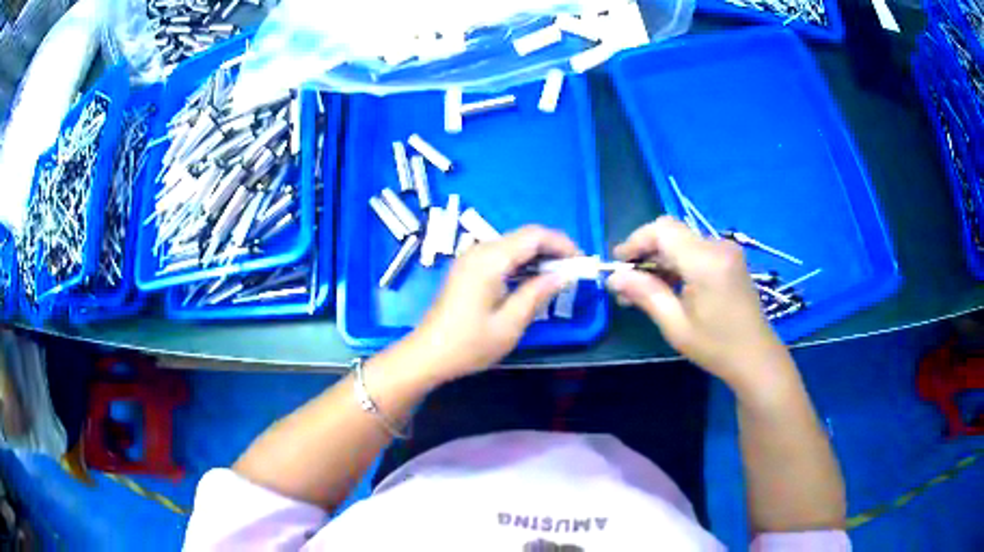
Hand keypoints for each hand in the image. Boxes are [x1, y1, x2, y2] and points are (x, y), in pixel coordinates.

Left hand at [407, 225, 577, 381]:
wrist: (427, 354)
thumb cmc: (469, 344)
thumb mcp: (510, 324)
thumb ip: (538, 294)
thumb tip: (564, 275)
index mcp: (490, 260)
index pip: (534, 236)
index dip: (562, 244)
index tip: (581, 262)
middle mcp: (479, 250)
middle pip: (524, 236)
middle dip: (552, 249)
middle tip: (573, 272)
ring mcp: (471, 258)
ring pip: (513, 245)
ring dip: (538, 256)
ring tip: (558, 278)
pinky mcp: (468, 268)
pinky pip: (501, 255)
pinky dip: (522, 263)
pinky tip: (532, 281)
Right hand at [606, 216, 789, 391]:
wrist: (756, 358)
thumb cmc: (716, 347)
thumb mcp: (676, 325)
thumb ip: (645, 294)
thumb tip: (614, 277)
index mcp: (705, 261)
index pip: (662, 230)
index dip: (636, 241)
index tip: (618, 265)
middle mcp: (717, 246)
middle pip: (671, 233)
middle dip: (645, 253)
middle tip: (627, 284)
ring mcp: (726, 251)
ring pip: (682, 242)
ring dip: (659, 260)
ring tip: (642, 291)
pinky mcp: (729, 259)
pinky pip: (695, 251)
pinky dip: (677, 264)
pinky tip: (667, 287)